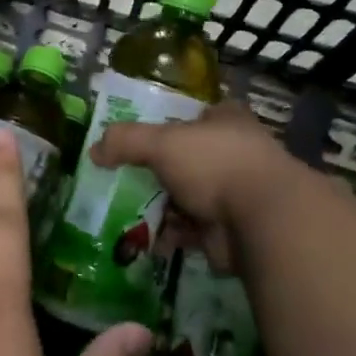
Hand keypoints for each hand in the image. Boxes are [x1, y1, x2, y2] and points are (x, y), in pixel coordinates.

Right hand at [91, 102, 296, 272]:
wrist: (261, 219)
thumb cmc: (214, 164)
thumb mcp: (162, 143)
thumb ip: (126, 142)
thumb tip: (94, 151)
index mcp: (226, 121)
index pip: (195, 116)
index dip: (169, 124)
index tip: (139, 139)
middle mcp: (234, 153)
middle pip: (187, 159)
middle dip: (158, 172)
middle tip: (123, 180)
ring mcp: (235, 193)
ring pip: (188, 197)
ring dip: (162, 207)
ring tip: (126, 212)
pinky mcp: (230, 229)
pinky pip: (191, 230)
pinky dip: (170, 234)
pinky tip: (146, 239)